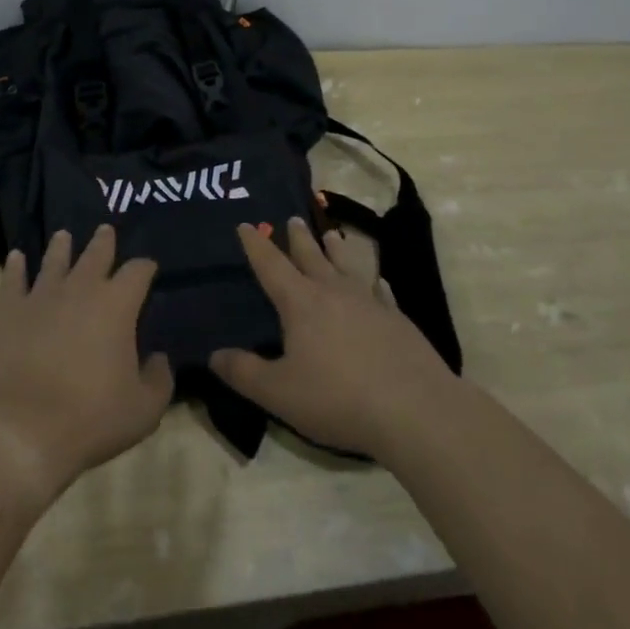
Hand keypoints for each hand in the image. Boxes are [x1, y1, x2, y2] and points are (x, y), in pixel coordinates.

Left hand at [0, 226, 173, 502]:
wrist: (23, 431)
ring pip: (54, 260)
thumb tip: (158, 358)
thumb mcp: (145, 409)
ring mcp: (41, 297)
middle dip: (104, 241)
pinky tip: (16, 257)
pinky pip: (13, 280)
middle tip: (105, 229)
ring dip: (61, 246)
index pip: (138, 271)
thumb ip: (160, 379)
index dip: (146, 266)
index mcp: (117, 305)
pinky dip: (16, 267)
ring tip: (64, 235)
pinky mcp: (9, 312)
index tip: (149, 267)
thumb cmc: (91, 419)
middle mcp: (80, 289)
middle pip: (95, 254)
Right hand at [212, 217, 460, 457]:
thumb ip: (244, 373)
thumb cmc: (338, 398)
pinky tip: (379, 281)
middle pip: (312, 257)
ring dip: (337, 249)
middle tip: (292, 218)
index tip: (244, 225)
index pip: (271, 266)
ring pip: (348, 266)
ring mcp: (370, 303)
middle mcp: (334, 293)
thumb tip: (214, 354)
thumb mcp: (279, 392)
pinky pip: (381, 292)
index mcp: (301, 303)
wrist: (415, 410)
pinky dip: (375, 283)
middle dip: (298, 238)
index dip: (255, 245)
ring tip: (332, 234)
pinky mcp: (398, 321)